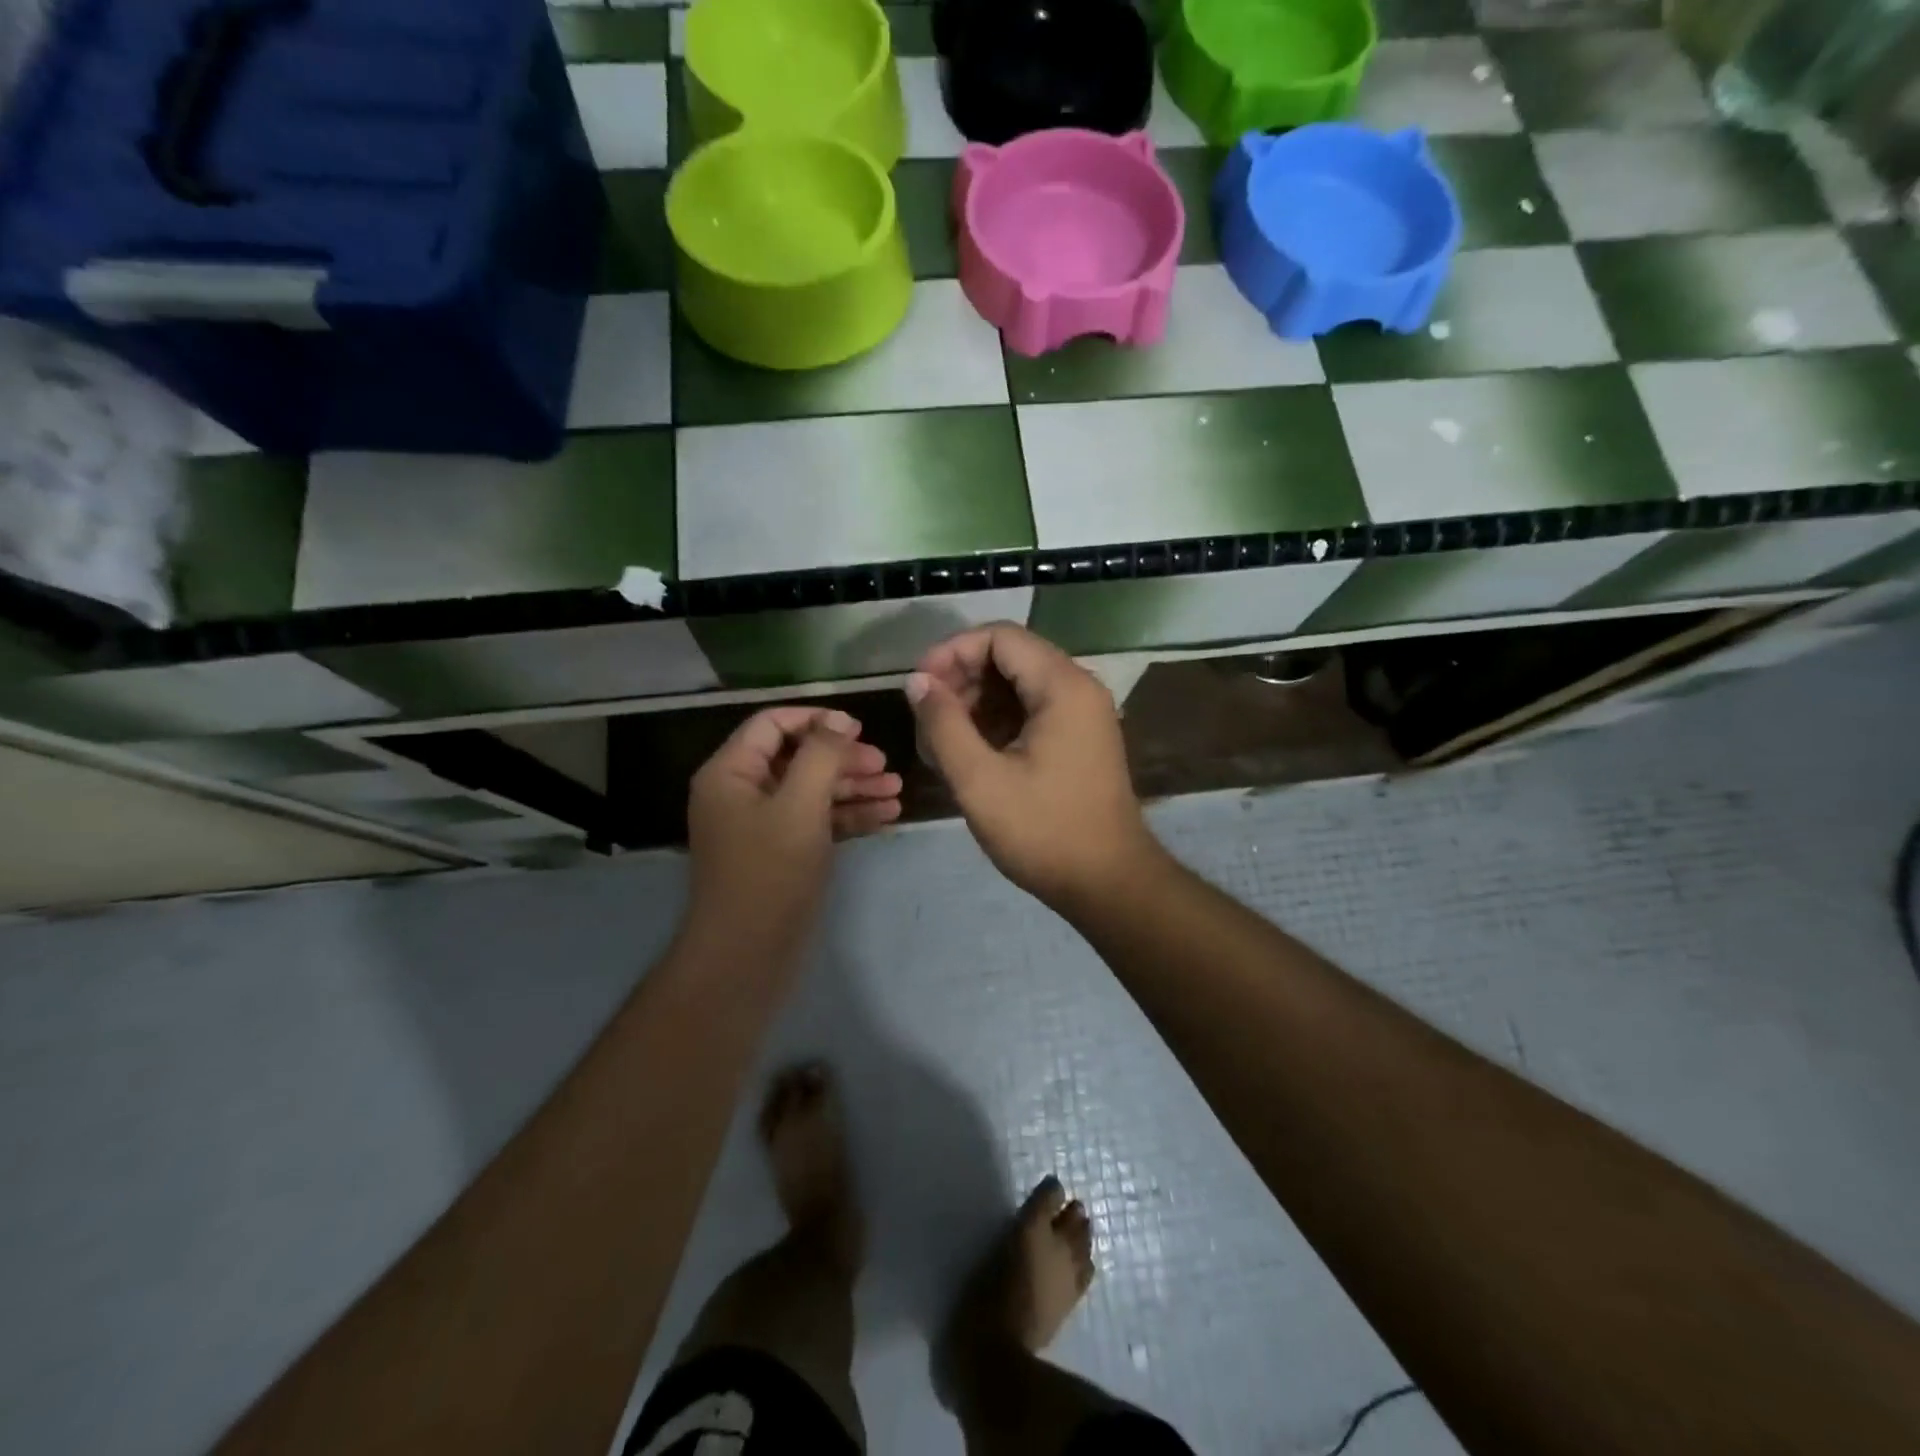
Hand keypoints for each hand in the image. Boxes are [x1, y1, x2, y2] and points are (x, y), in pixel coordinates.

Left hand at [685, 707, 901, 951]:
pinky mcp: (783, 853)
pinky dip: (849, 816)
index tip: (860, 728)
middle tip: (886, 765)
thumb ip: (821, 755)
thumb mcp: (800, 805)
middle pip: (798, 757)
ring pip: (812, 791)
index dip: (816, 719)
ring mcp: (763, 825)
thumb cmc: (769, 873)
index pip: (772, 724)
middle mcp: (743, 792)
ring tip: (898, 790)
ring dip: (854, 787)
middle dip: (844, 758)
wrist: (747, 957)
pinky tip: (886, 815)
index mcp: (731, 772)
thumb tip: (840, 720)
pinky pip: (817, 821)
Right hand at [907, 624, 1156, 908]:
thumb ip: (943, 724)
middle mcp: (1078, 689)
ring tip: (939, 743)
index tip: (919, 687)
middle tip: (926, 720)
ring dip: (974, 705)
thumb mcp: (980, 780)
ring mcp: (1081, 715)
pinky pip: (1030, 712)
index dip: (952, 652)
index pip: (999, 637)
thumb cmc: (1044, 832)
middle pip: (1009, 658)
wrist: (1109, 884)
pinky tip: (967, 756)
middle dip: (960, 680)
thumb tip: (917, 682)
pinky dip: (996, 724)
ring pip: (1017, 686)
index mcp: (1062, 687)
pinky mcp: (1078, 740)